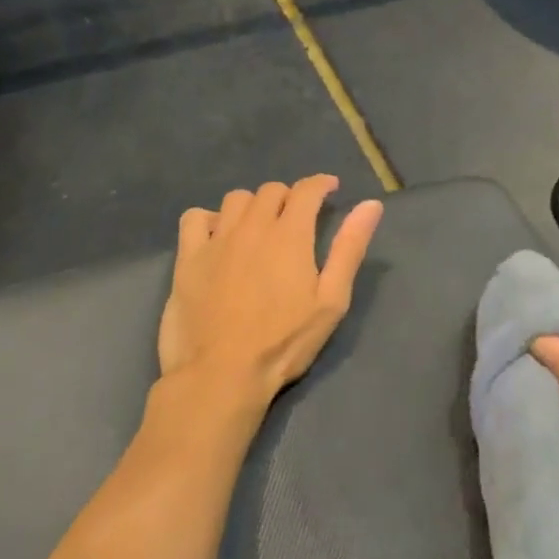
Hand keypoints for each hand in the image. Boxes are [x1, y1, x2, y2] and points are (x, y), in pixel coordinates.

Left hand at [158, 176, 383, 411]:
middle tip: (297, 218)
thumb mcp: (331, 300)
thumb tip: (371, 205)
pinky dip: (209, 219)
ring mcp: (216, 240)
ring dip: (253, 206)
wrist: (221, 374)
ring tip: (259, 227)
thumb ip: (349, 248)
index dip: (321, 184)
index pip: (306, 190)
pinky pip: (194, 218)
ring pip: (236, 200)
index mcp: (290, 234)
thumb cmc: (284, 342)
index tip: (330, 189)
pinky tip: (218, 237)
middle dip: (289, 197)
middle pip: (271, 190)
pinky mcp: (187, 258)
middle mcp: (252, 226)